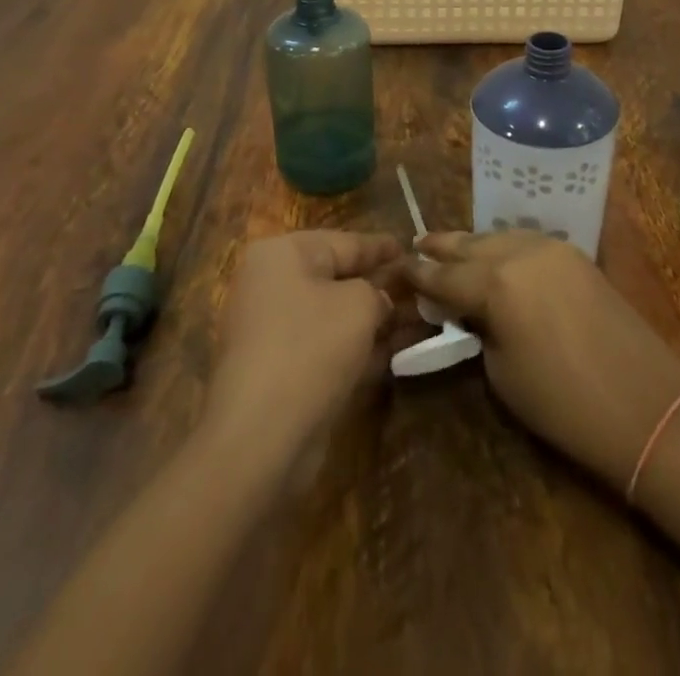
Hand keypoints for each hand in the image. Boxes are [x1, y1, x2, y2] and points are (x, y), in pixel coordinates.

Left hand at [203, 230, 400, 465]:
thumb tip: (380, 301)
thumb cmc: (310, 348)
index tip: (412, 247)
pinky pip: (327, 346)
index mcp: (282, 255)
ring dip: (374, 319)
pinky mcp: (279, 371)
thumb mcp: (358, 305)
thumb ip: (377, 292)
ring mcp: (272, 330)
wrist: (260, 438)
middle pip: (337, 278)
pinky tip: (396, 352)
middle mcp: (271, 285)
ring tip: (418, 319)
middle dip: (380, 285)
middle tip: (419, 286)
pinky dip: (358, 347)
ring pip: (334, 315)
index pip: (344, 242)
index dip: (380, 246)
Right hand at [403, 232, 679, 488]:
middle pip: (471, 244)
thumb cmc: (563, 404)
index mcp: (496, 283)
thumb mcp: (502, 372)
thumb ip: (477, 329)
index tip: (397, 269)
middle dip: (442, 246)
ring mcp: (552, 248)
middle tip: (417, 244)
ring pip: (500, 236)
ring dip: (474, 243)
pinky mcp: (576, 255)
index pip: (444, 275)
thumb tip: (467, 312)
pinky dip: (504, 245)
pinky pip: (527, 241)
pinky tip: (495, 255)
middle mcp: (520, 252)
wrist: (645, 406)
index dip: (419, 275)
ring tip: (451, 248)